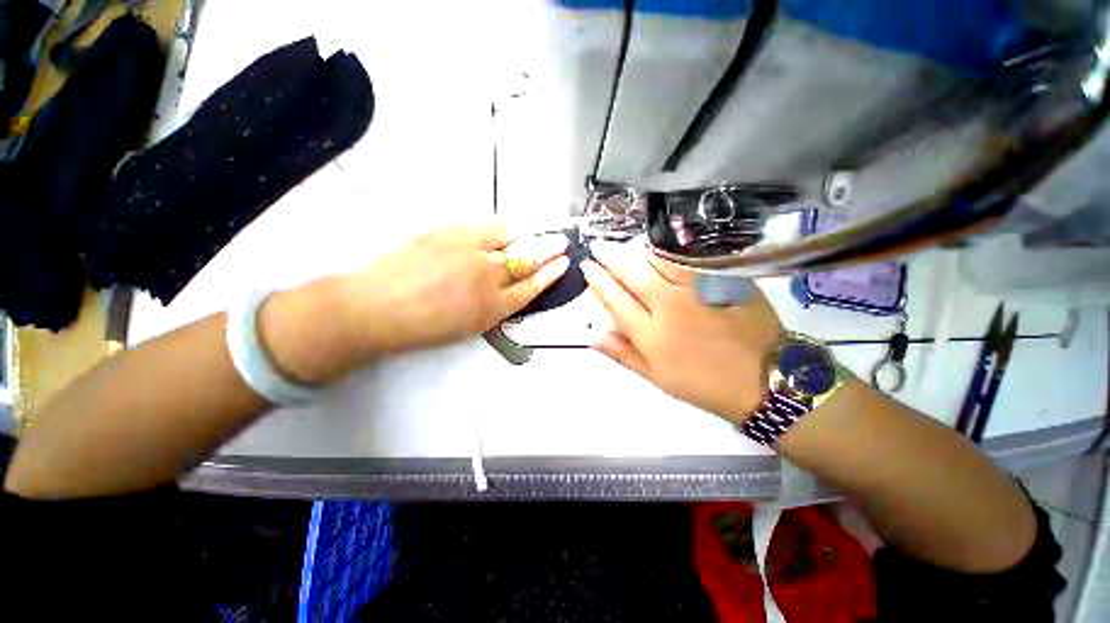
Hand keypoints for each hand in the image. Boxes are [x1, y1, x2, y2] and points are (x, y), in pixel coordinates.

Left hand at [340, 224, 568, 354]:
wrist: (375, 308)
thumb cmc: (422, 327)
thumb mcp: (469, 326)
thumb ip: (494, 306)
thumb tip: (508, 287)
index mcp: (493, 307)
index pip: (532, 287)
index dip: (550, 275)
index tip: (563, 264)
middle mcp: (488, 277)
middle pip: (528, 259)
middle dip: (548, 250)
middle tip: (561, 242)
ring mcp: (469, 251)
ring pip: (508, 238)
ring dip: (522, 238)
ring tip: (525, 237)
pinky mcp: (449, 233)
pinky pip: (483, 227)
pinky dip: (496, 230)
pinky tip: (498, 232)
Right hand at [581, 241, 782, 423]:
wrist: (763, 378)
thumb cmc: (703, 384)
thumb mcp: (657, 378)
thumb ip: (623, 354)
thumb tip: (593, 335)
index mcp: (651, 335)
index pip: (615, 299)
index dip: (598, 281)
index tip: (587, 267)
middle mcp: (670, 307)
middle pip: (633, 274)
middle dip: (610, 257)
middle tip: (598, 246)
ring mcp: (697, 291)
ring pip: (659, 261)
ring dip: (636, 249)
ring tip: (624, 244)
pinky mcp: (722, 281)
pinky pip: (689, 260)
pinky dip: (669, 251)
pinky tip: (658, 247)